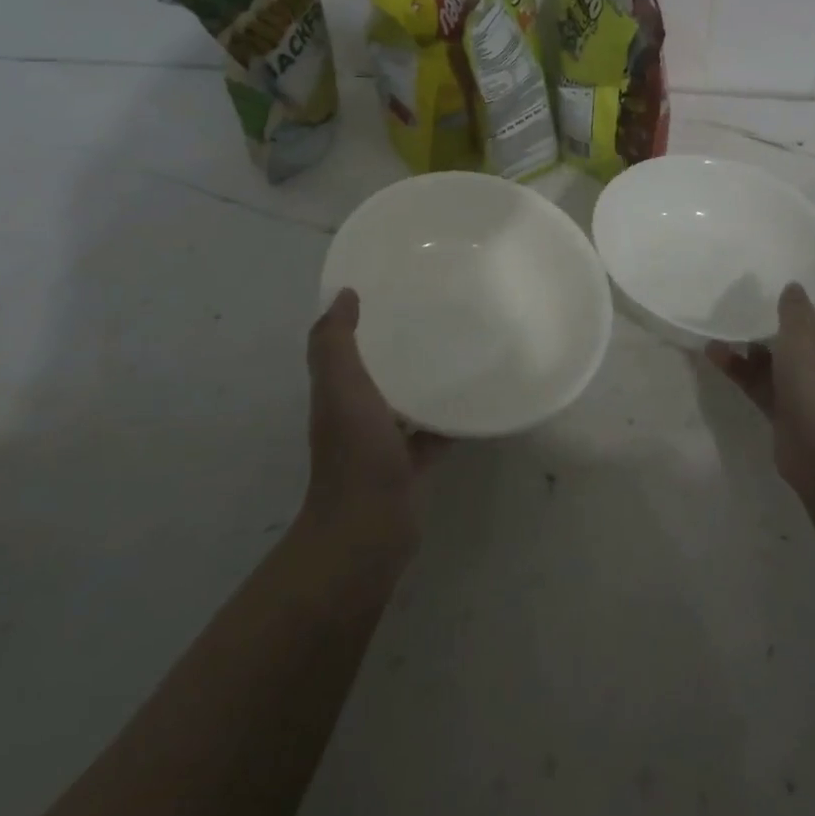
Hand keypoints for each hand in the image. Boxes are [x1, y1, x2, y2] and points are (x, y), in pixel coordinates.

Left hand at [302, 290, 444, 557]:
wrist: (369, 529)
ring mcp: (384, 442)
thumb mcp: (341, 388)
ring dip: (426, 379)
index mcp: (339, 392)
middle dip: (399, 344)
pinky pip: (434, 432)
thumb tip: (343, 295)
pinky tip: (478, 398)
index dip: (362, 317)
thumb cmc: (356, 452)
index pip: (347, 345)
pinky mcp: (411, 464)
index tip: (393, 286)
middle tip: (437, 311)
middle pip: (379, 370)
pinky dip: (451, 418)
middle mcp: (357, 413)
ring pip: (407, 400)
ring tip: (463, 348)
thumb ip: (336, 343)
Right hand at [705, 274, 814, 498]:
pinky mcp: (790, 411)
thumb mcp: (804, 334)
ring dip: (757, 342)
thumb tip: (795, 288)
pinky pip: (763, 382)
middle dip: (789, 314)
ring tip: (729, 322)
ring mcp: (813, 389)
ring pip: (784, 358)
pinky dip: (741, 369)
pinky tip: (713, 353)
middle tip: (761, 294)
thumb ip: (795, 308)